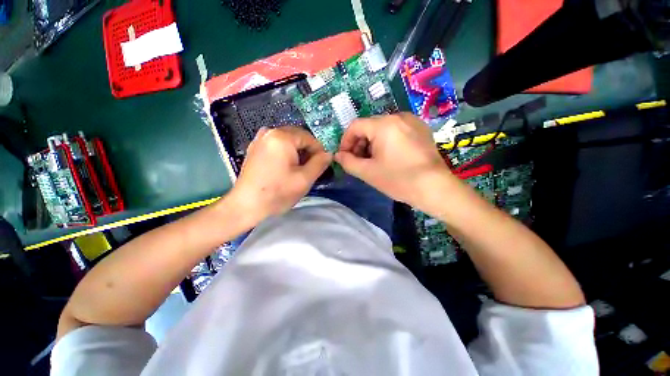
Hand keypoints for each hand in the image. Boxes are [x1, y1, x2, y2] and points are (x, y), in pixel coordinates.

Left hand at [227, 127, 331, 222]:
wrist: (246, 205)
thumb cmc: (277, 192)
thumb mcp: (304, 179)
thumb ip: (320, 163)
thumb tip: (329, 153)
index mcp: (282, 137)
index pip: (309, 137)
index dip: (319, 151)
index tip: (322, 165)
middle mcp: (269, 132)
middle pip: (298, 137)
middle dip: (308, 151)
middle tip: (311, 168)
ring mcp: (260, 139)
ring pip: (288, 141)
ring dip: (297, 152)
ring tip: (299, 169)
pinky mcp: (255, 148)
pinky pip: (277, 145)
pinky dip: (286, 153)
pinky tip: (286, 167)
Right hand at [335, 113, 453, 208]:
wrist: (435, 188)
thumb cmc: (398, 179)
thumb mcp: (367, 172)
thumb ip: (348, 162)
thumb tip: (338, 155)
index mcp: (384, 125)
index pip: (355, 126)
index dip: (345, 141)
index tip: (344, 157)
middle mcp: (398, 116)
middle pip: (369, 126)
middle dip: (359, 144)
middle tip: (358, 161)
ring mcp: (412, 122)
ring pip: (382, 129)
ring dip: (372, 143)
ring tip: (372, 161)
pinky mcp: (421, 130)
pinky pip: (396, 131)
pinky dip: (386, 142)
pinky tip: (388, 157)